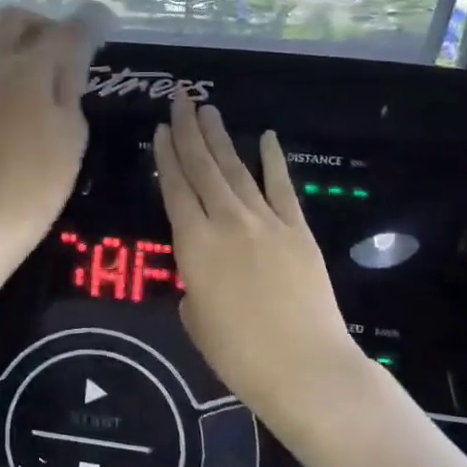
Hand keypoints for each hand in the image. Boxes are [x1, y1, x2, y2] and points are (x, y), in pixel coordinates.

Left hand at [0, 5, 109, 253]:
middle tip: (72, 47)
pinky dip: (18, 63)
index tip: (105, 22)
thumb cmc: (45, 173)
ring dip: (29, 42)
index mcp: (27, 68)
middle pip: (16, 19)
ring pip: (2, 40)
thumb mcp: (72, 126)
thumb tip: (76, 50)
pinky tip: (40, 90)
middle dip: (46, 23)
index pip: (61, 30)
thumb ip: (71, 81)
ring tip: (59, 71)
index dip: (87, 24)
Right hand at [154, 98, 366, 420]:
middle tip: (180, 99)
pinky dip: (273, 160)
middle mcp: (226, 222)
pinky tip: (266, 137)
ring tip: (208, 110)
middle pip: (203, 168)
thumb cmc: (239, 355)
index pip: (175, 189)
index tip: (161, 129)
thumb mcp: (196, 319)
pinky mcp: (297, 230)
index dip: (166, 157)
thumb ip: (193, 284)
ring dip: (220, 138)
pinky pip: (281, 187)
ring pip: (236, 170)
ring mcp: (265, 221)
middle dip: (189, 131)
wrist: (304, 367)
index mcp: (194, 244)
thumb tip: (203, 272)